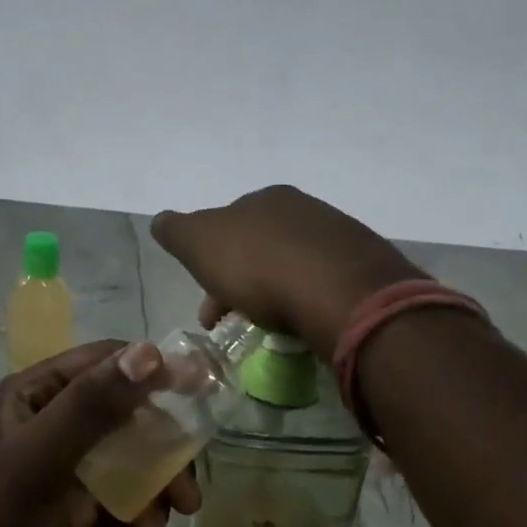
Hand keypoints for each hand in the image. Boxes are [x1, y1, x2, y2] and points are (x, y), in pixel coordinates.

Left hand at [0, 340, 201, 526]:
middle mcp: (55, 425)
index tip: (200, 394)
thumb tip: (152, 353)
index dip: (152, 371)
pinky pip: (128, 511)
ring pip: (136, 468)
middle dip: (162, 456)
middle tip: (186, 496)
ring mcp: (69, 473)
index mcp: (37, 396)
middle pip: (130, 418)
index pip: (105, 363)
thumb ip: (92, 407)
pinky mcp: (81, 517)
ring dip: (152, 505)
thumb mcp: (38, 464)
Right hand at [152, 185, 423, 360]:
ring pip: (291, 264)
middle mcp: (301, 208)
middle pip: (259, 246)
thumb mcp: (199, 244)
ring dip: (272, 291)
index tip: (207, 306)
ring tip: (267, 327)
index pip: (226, 228)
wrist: (342, 293)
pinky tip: (303, 321)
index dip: (210, 264)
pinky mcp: (365, 267)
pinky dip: (305, 299)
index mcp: (262, 199)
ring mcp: (338, 235)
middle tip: (230, 321)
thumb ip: (176, 230)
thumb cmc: (259, 266)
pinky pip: (323, 283)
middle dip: (239, 281)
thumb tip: (161, 220)